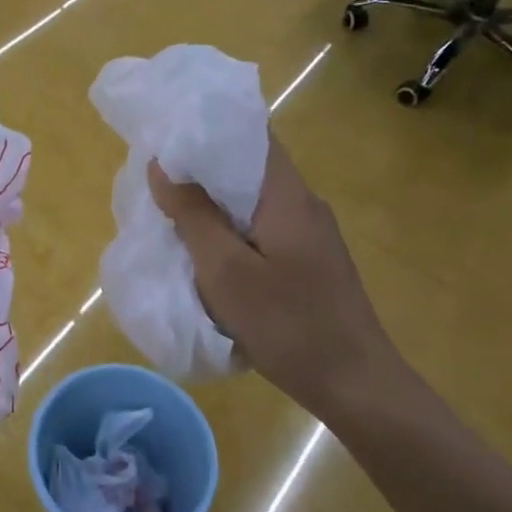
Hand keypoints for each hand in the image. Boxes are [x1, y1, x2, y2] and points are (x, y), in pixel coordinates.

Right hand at [149, 135, 400, 414]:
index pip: (251, 134)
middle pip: (248, 168)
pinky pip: (261, 230)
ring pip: (252, 203)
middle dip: (201, 169)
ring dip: (213, 204)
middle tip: (155, 178)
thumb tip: (162, 166)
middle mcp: (303, 205)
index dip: (209, 127)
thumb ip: (193, 215)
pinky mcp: (309, 262)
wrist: (355, 385)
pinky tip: (206, 252)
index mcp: (287, 196)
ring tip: (170, 212)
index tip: (167, 133)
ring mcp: (310, 236)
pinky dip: (230, 231)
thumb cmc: (288, 324)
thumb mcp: (226, 271)